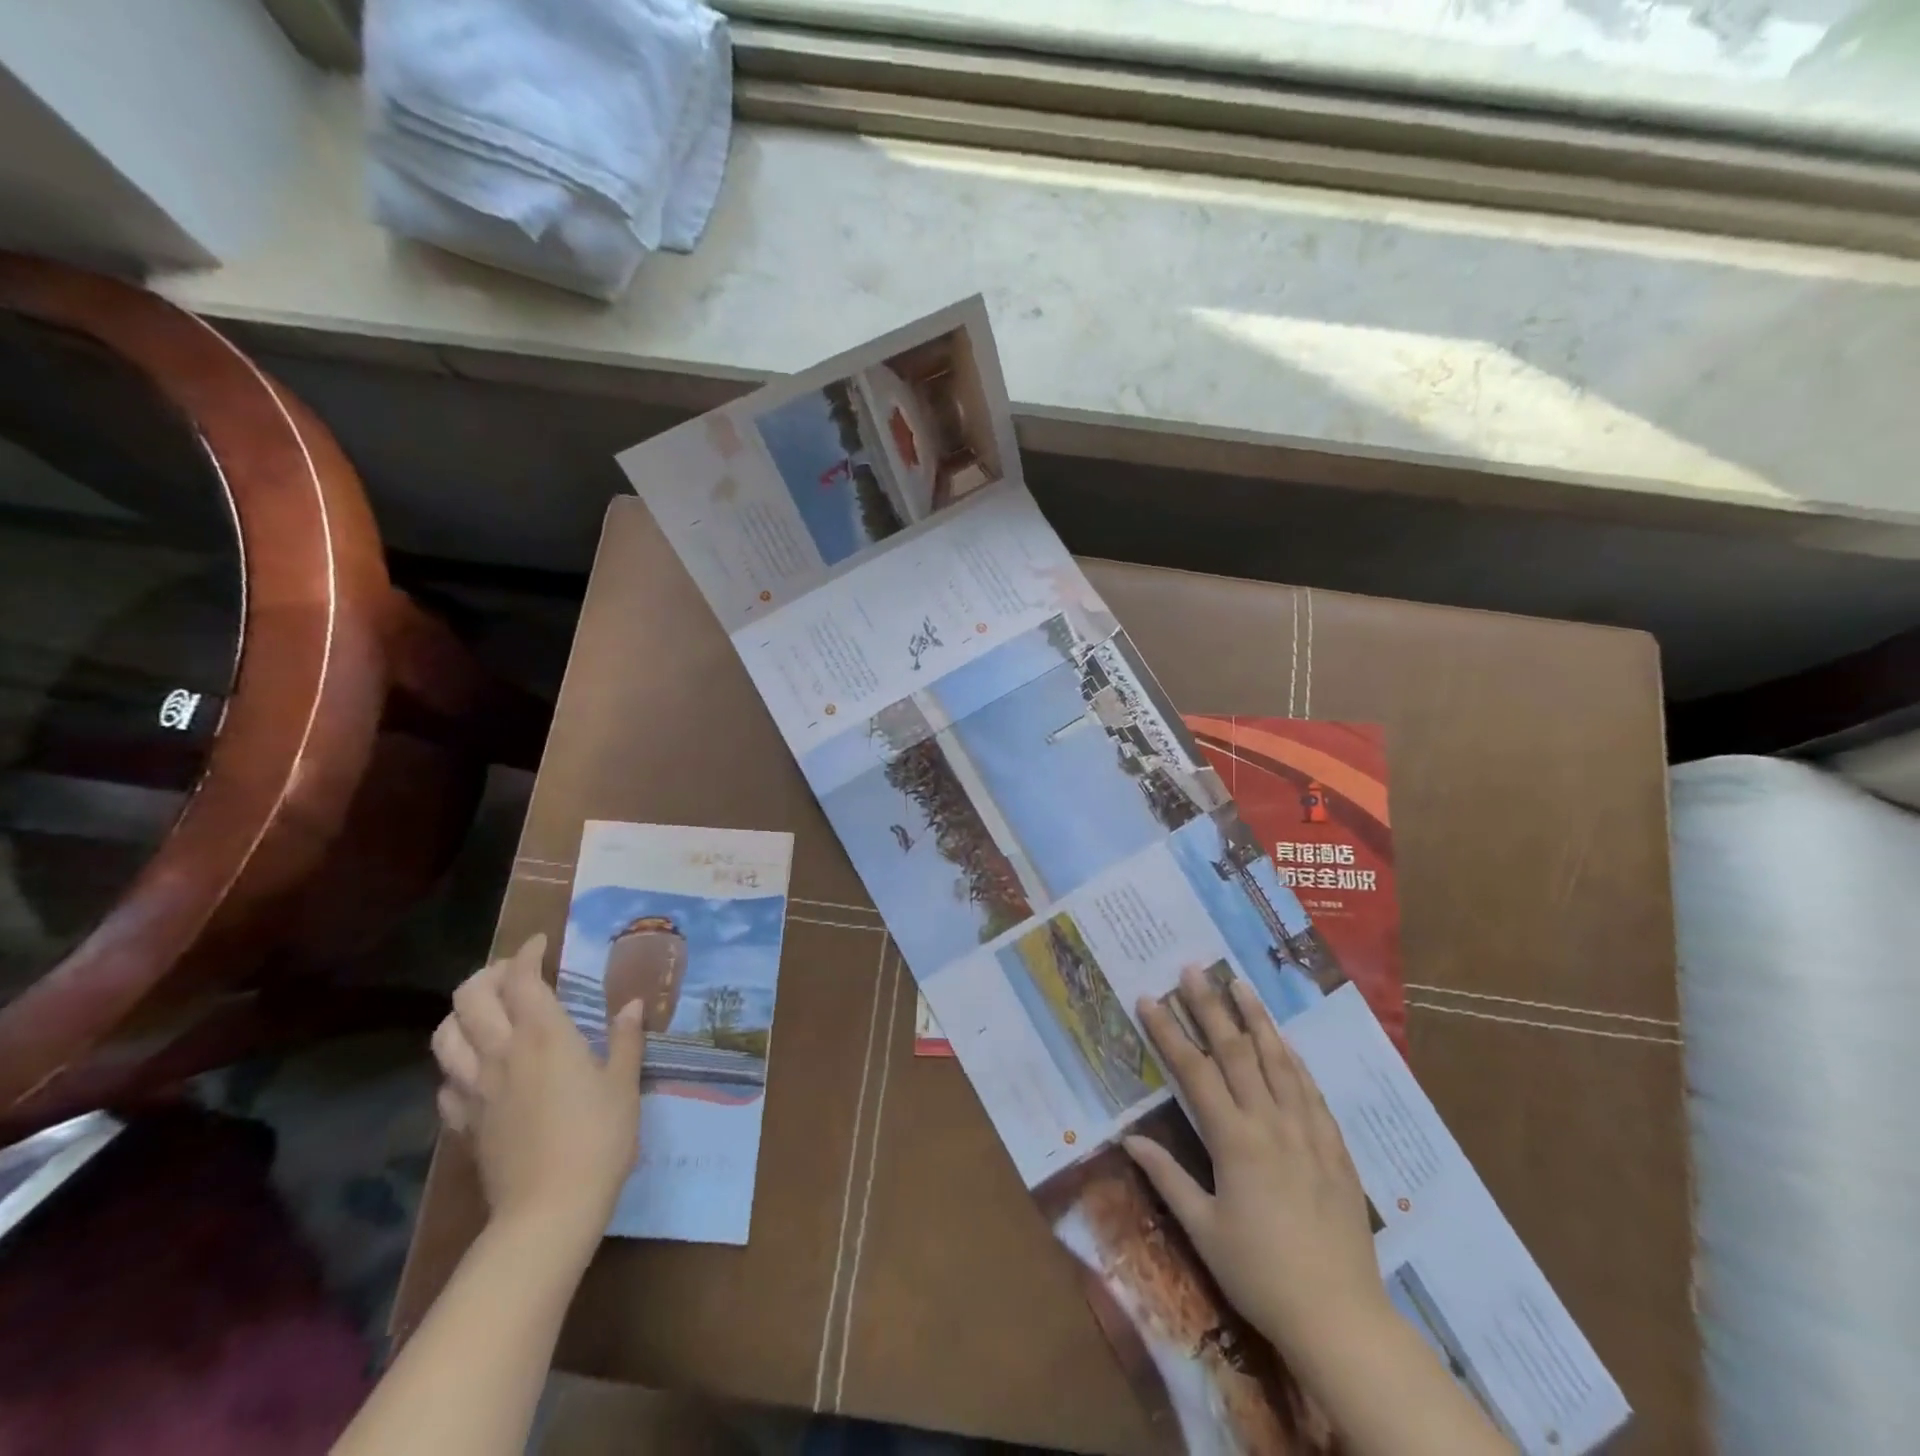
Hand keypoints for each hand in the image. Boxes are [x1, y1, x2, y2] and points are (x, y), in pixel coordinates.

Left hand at [432, 933, 645, 1246]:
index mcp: (543, 1035)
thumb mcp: (624, 1084)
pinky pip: (445, 1082)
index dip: (528, 953)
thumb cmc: (598, 1137)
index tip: (542, 943)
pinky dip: (456, 1065)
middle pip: (470, 997)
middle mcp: (500, 1052)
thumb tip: (632, 1004)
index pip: (522, 978)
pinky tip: (477, 1071)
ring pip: (444, 1036)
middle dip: (488, 974)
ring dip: (461, 1014)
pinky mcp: (463, 1123)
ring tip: (486, 1012)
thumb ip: (626, 1039)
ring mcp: (475, 1089)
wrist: (549, 1209)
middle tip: (513, 973)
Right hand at [1127, 968, 1390, 1367]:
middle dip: (1210, 1006)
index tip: (1149, 998)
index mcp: (1234, 1141)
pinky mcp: (1334, 1147)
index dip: (1168, 1032)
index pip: (1194, 1072)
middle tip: (1193, 969)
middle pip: (1236, 1052)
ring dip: (1256, 1018)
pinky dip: (1293, 1058)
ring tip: (1241, 983)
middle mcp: (1271, 1123)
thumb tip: (1129, 1140)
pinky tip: (1284, 1040)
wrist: (1341, 1317)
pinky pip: (1311, 1089)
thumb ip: (1167, 1178)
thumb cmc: (1260, 1274)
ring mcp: (1307, 1131)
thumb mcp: (1204, 1230)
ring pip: (1278, 1060)